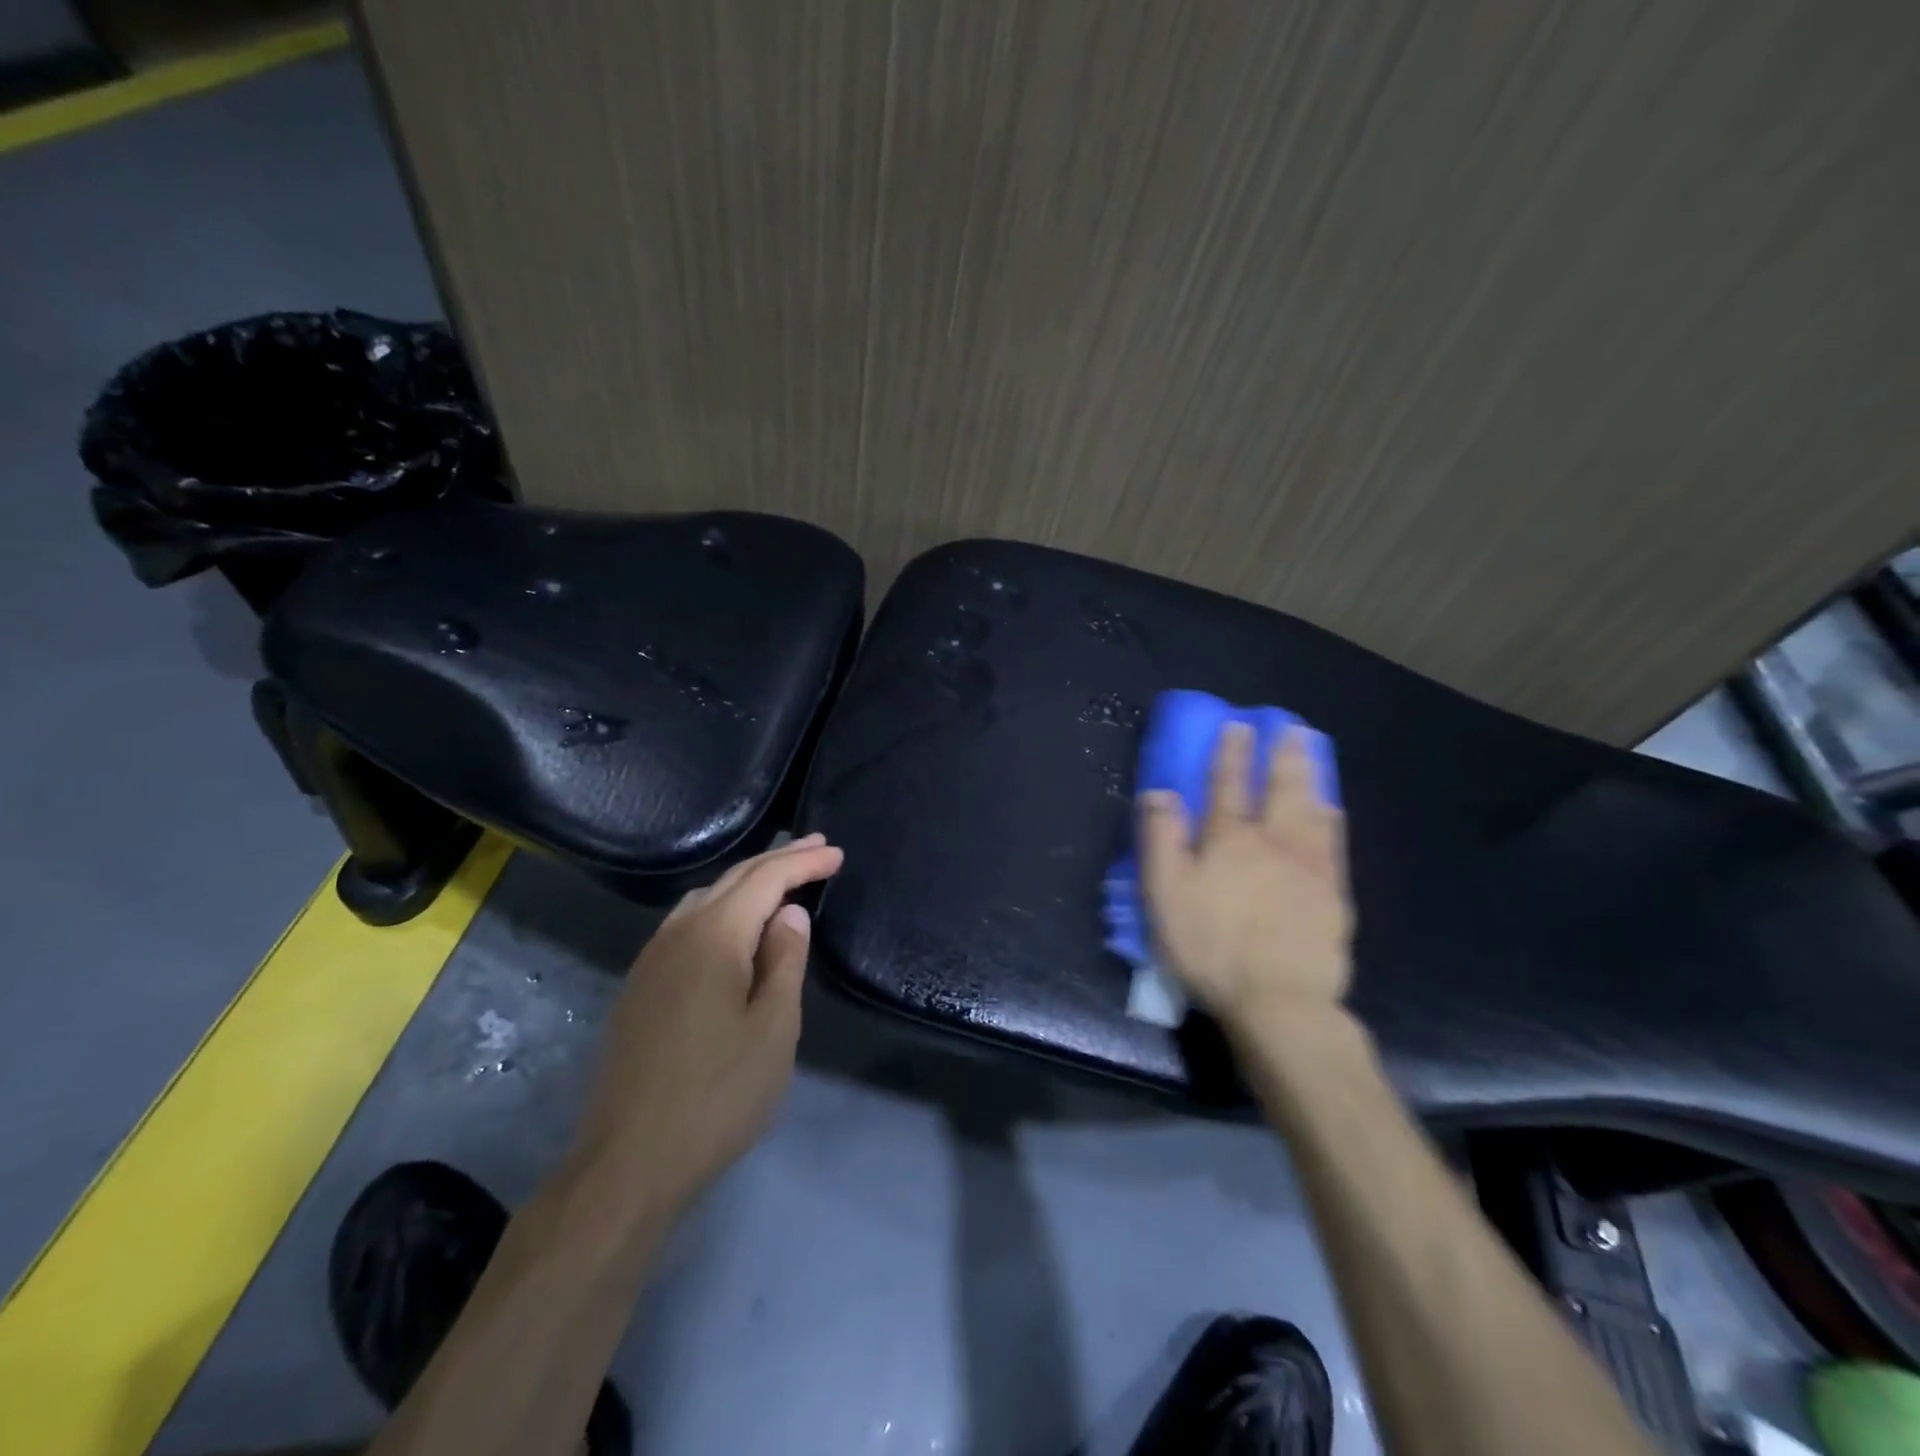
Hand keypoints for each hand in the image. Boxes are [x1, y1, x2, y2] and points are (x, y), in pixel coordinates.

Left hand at [568, 834, 843, 1219]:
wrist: (627, 1163)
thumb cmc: (717, 1096)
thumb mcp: (773, 1030)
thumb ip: (785, 961)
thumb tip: (788, 912)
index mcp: (713, 937)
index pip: (765, 879)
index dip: (803, 862)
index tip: (838, 853)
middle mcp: (676, 934)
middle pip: (733, 880)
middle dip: (778, 861)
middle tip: (817, 849)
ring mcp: (651, 960)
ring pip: (704, 898)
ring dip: (747, 882)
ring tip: (781, 879)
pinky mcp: (640, 987)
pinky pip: (686, 924)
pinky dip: (721, 908)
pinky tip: (733, 926)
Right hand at [1138, 723, 1351, 1026]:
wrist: (1279, 1001)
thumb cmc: (1211, 947)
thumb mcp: (1165, 895)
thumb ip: (1161, 840)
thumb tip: (1160, 793)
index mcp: (1229, 840)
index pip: (1228, 785)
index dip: (1230, 753)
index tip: (1237, 724)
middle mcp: (1273, 843)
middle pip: (1279, 789)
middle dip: (1281, 755)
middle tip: (1290, 726)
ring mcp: (1309, 868)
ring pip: (1310, 810)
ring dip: (1310, 777)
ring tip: (1312, 752)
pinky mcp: (1333, 897)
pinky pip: (1334, 846)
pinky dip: (1331, 821)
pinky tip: (1333, 811)